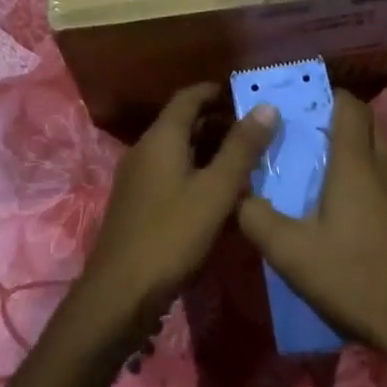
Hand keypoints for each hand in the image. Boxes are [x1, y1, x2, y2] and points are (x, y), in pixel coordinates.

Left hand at [76, 83, 278, 339]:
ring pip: (178, 150)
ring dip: (209, 149)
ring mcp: (137, 178)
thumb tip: (267, 107)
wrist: (119, 294)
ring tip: (245, 159)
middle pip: (183, 122)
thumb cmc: (172, 235)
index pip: (189, 97)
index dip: (218, 92)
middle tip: (256, 130)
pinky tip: (219, 194)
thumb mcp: (216, 191)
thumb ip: (242, 148)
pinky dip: (196, 171)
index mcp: (161, 138)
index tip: (248, 96)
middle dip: (218, 121)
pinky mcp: (137, 204)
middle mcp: (145, 150)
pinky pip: (170, 173)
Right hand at [237, 93, 386, 386]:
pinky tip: (379, 233)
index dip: (332, 99)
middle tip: (320, 149)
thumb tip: (238, 194)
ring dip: (368, 165)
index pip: (349, 107)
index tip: (311, 110)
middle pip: (372, 126)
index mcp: (356, 165)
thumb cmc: (356, 280)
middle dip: (348, 126)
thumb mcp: (291, 254)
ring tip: (346, 196)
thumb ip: (256, 218)